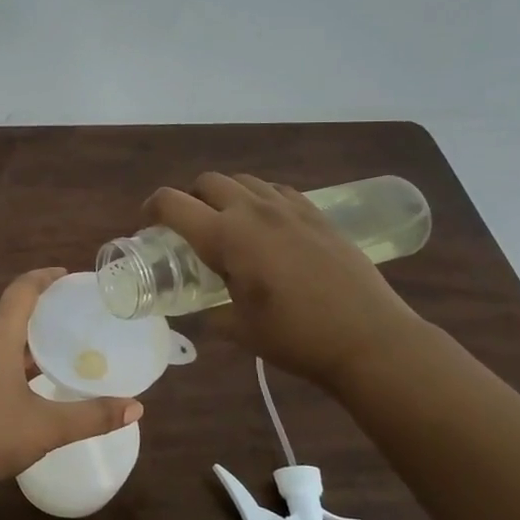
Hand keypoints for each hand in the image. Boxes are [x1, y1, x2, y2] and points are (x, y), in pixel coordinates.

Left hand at [0, 267, 142, 493]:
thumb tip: (136, 408)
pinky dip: (12, 354)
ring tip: (58, 346)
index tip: (67, 275)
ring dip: (26, 335)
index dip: (44, 277)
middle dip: (41, 308)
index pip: (22, 290)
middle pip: (10, 310)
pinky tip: (29, 379)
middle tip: (73, 314)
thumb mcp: (47, 427)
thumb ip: (92, 416)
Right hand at [146, 173, 425, 390]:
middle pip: (207, 182)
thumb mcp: (239, 329)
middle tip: (190, 228)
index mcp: (225, 236)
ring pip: (243, 180)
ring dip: (225, 195)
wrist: (370, 339)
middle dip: (190, 198)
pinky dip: (260, 200)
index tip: (149, 225)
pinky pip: (276, 191)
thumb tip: (201, 309)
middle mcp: (253, 211)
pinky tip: (268, 226)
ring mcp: (289, 208)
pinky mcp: (317, 214)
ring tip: (229, 225)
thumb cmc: (296, 337)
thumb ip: (210, 312)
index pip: (172, 203)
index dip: (151, 209)